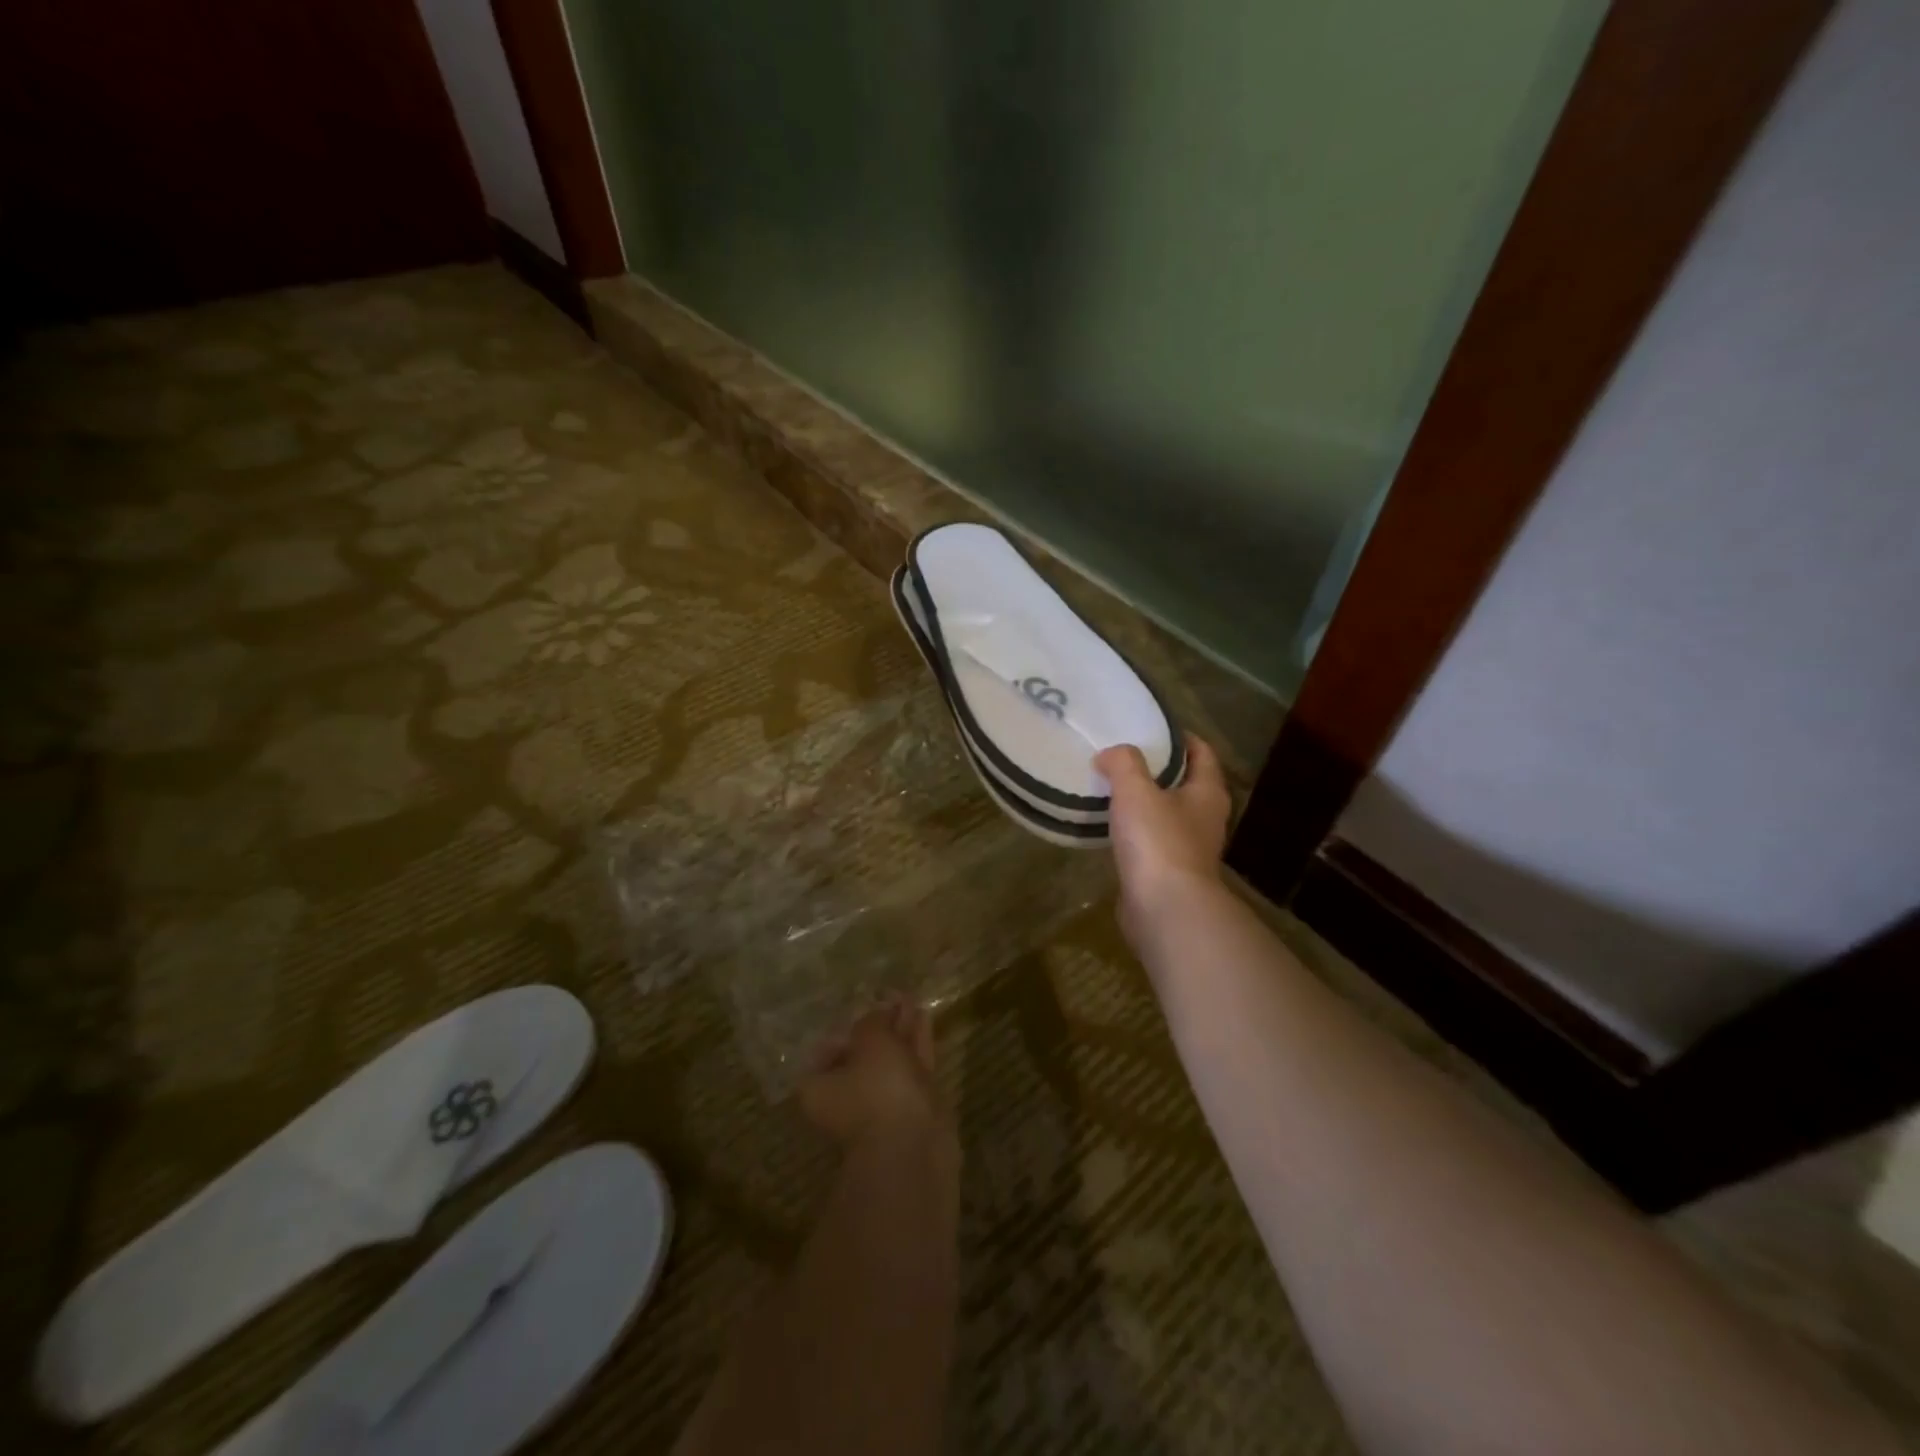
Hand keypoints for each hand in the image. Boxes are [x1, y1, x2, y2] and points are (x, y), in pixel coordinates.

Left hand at [798, 999, 949, 1149]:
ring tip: (911, 997)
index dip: (846, 1025)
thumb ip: (873, 1020)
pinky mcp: (911, 1107)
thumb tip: (879, 1009)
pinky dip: (916, 1043)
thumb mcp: (870, 1040)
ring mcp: (880, 1105)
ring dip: (900, 1030)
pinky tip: (924, 1015)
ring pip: (890, 1059)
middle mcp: (845, 1098)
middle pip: (861, 1054)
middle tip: (893, 996)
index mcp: (819, 1088)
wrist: (914, 1146)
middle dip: (880, 1025)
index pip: (827, 1049)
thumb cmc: (877, 1089)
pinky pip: (911, 1066)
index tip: (865, 1004)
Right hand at [1094, 736, 1231, 946]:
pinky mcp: (1169, 873)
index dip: (1182, 737)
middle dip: (1159, 769)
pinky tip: (1111, 826)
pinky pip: (1151, 841)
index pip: (1202, 753)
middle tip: (1125, 755)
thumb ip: (1123, 763)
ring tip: (1112, 787)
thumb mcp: (1136, 790)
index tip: (1154, 727)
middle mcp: (1205, 819)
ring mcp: (1189, 849)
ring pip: (1167, 814)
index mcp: (1207, 793)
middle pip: (1186, 783)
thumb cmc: (1158, 841)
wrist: (1165, 908)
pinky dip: (1135, 831)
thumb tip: (1110, 753)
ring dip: (1145, 801)